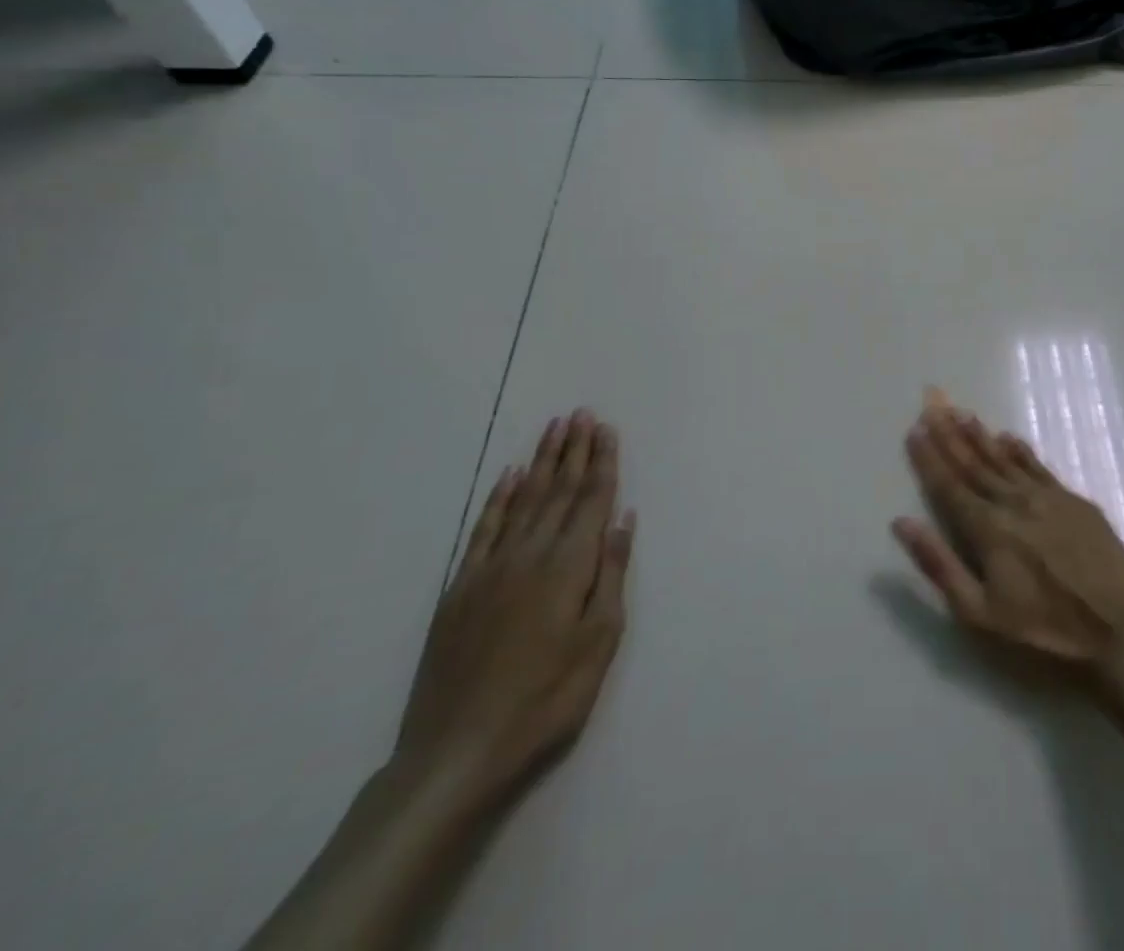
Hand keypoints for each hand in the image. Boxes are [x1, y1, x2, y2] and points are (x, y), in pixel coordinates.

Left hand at [395, 409, 634, 806]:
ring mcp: (490, 569)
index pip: (591, 499)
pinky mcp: (460, 589)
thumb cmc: (546, 699)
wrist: (456, 753)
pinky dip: (498, 497)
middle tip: (582, 413)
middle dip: (573, 449)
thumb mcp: (599, 642)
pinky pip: (483, 528)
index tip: (607, 429)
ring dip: (541, 461)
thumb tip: (623, 518)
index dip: (602, 462)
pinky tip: (509, 476)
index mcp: (568, 566)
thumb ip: (611, 574)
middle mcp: (530, 554)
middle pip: (557, 490)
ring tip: (554, 429)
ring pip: (522, 500)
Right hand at [892, 394, 1123, 667]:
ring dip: (981, 436)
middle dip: (950, 434)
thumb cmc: (1043, 632)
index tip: (914, 429)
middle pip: (974, 464)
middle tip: (933, 404)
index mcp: (988, 529)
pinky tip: (1008, 437)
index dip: (930, 458)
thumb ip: (939, 565)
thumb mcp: (980, 614)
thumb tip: (902, 522)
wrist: (1120, 632)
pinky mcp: (1075, 501)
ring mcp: (1048, 498)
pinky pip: (1039, 466)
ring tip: (962, 412)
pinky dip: (1020, 450)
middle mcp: (1014, 502)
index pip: (949, 485)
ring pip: (1005, 459)